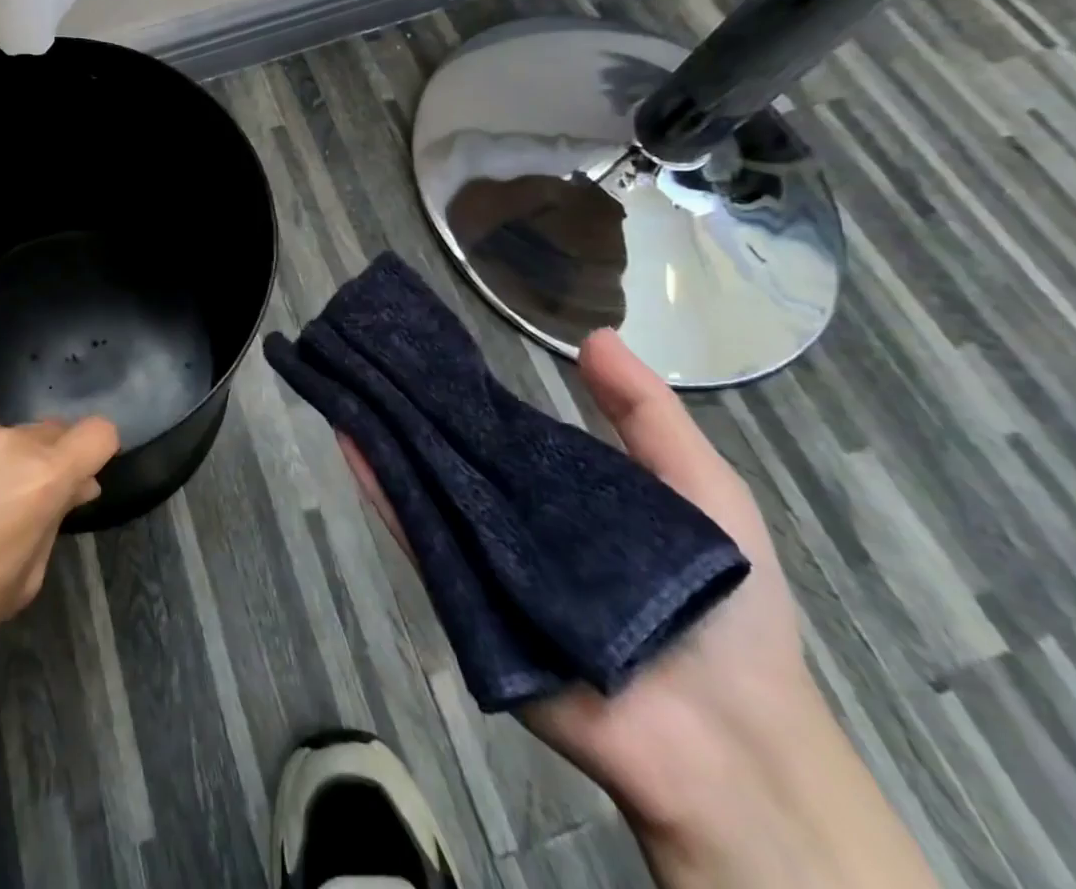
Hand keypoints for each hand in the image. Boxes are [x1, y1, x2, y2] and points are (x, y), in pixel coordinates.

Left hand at [0, 408, 118, 688]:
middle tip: (0, 504)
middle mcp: (4, 438)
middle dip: (34, 462)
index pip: (98, 433)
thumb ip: (54, 522)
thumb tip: (76, 485)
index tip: (76, 474)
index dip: (94, 452)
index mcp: (41, 477)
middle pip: (41, 433)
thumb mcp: (22, 581)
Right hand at [339, 330, 935, 887]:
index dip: (460, 386)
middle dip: (407, 402)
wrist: (730, 742)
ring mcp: (483, 557)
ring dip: (384, 436)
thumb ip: (648, 414)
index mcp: (558, 490)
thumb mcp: (704, 490)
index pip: (495, 428)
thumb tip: (592, 334)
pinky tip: (352, 441)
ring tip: (344, 379)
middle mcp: (510, 516)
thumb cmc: (727, 604)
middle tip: (363, 349)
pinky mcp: (464, 600)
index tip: (422, 342)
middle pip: (449, 451)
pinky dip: (382, 492)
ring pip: (423, 485)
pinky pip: (418, 539)